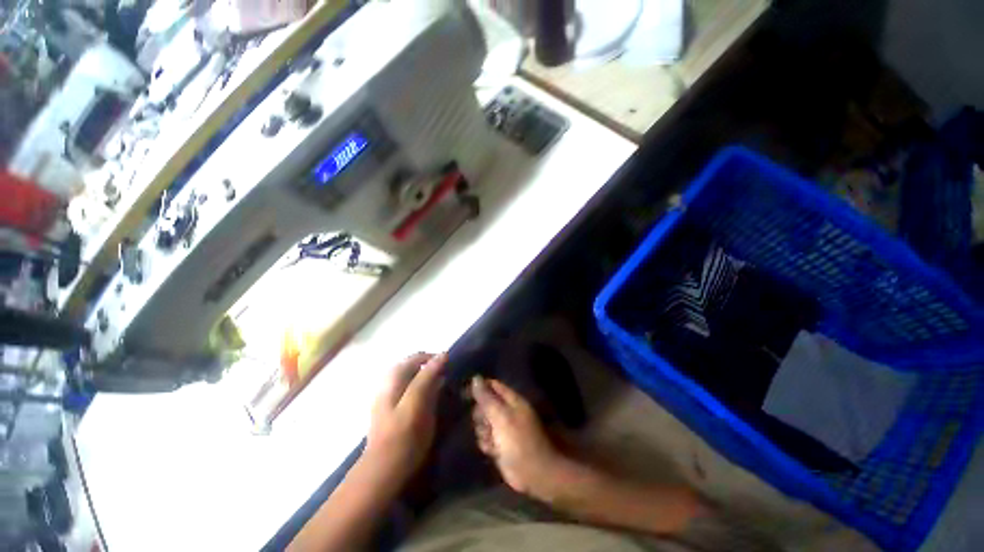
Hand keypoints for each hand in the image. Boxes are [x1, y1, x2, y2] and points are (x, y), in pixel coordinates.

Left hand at [364, 352, 447, 484]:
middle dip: (432, 368)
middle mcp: (389, 384)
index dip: (434, 357)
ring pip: (412, 378)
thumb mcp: (416, 402)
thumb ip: (427, 377)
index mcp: (393, 379)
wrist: (383, 472)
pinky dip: (423, 389)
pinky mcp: (394, 411)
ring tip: (442, 387)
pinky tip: (430, 400)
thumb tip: (442, 354)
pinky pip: (411, 391)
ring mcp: (390, 398)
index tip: (451, 365)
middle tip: (448, 376)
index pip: (416, 357)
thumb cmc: (402, 436)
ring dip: (428, 378)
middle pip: (413, 366)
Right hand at [471, 376, 564, 500]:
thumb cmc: (518, 441)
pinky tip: (492, 451)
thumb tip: (475, 378)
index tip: (465, 394)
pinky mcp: (499, 444)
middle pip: (485, 404)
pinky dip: (486, 444)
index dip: (479, 387)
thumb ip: (487, 398)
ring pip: (483, 422)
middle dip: (481, 415)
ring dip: (483, 432)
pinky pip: (485, 438)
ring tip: (492, 440)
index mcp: (512, 400)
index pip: (492, 386)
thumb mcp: (501, 416)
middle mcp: (507, 411)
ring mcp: (503, 428)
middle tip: (487, 424)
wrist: (533, 473)